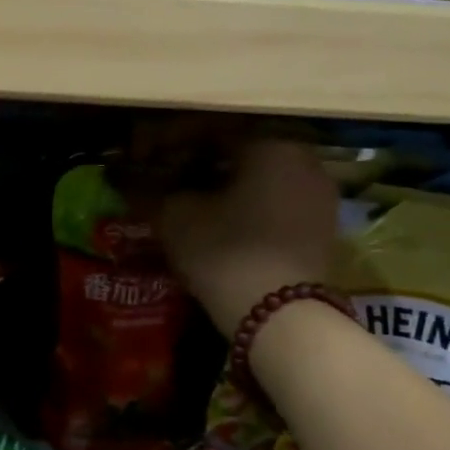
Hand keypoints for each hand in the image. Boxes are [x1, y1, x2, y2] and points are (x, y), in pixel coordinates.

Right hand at [160, 138, 339, 331]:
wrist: (280, 319)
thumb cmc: (224, 252)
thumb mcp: (175, 217)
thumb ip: (149, 189)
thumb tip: (126, 177)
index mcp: (270, 143)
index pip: (210, 130)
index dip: (171, 143)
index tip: (145, 157)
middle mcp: (304, 159)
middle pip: (240, 152)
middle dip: (201, 163)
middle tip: (167, 179)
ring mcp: (319, 196)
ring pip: (261, 178)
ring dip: (226, 185)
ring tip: (191, 203)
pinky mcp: (323, 229)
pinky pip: (277, 203)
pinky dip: (248, 206)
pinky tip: (221, 224)